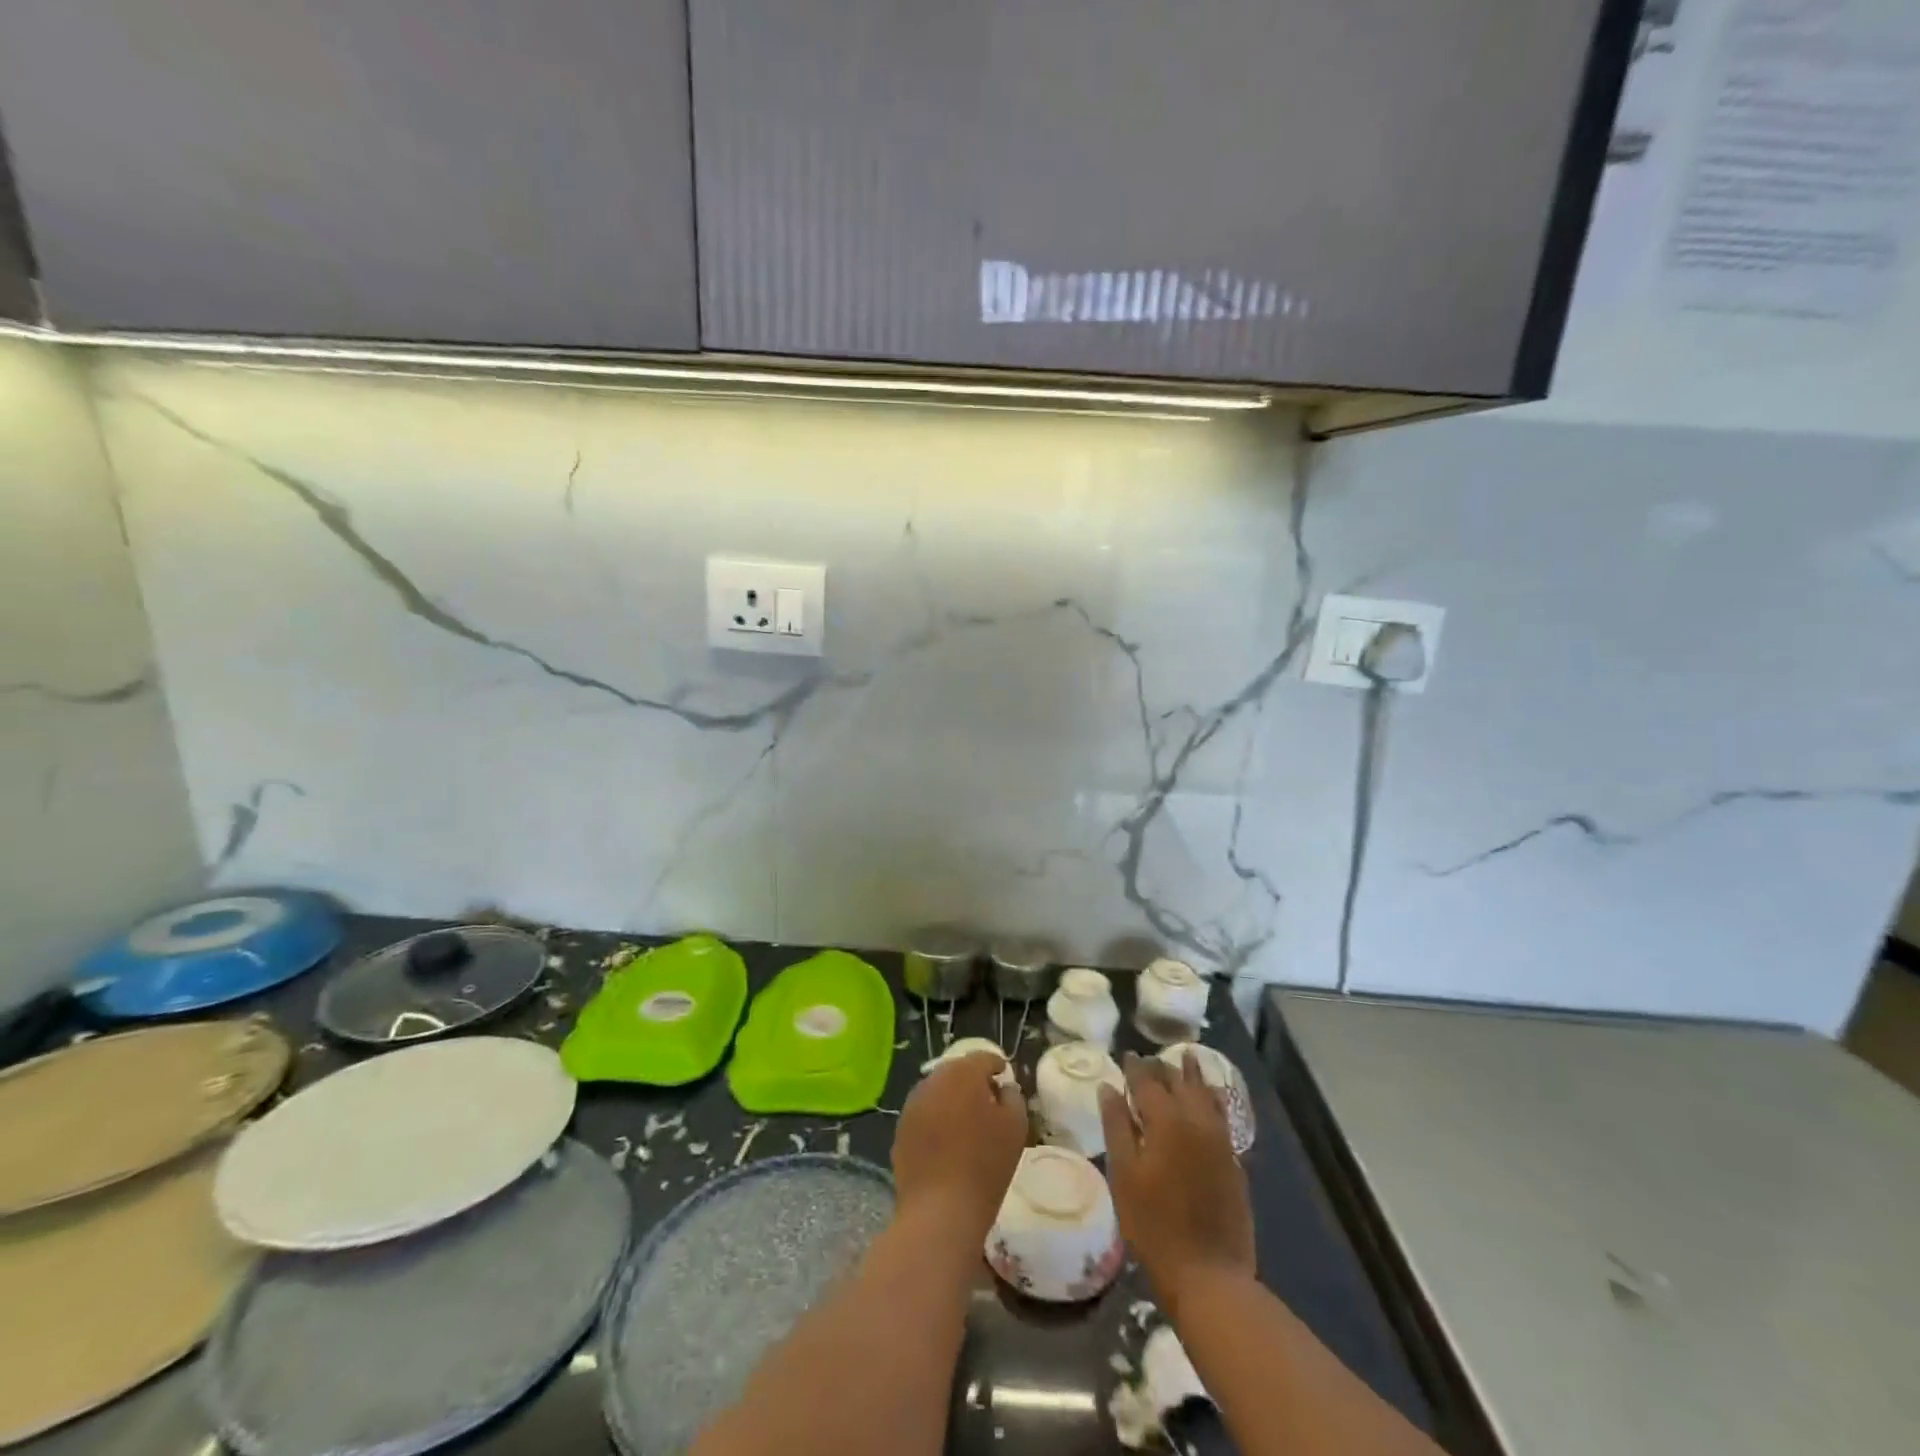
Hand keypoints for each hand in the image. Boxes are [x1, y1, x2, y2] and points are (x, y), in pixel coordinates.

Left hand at [892, 1053, 1027, 1246]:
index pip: (983, 1058)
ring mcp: (913, 1104)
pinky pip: (924, 1112)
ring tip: (967, 1122)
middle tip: (988, 1101)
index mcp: (963, 1074)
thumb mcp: (1015, 1128)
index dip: (996, 1065)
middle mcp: (934, 1080)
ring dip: (952, 1098)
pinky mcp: (901, 1128)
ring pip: (938, 1090)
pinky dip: (937, 1118)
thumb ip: (1013, 1097)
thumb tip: (1004, 1088)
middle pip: (957, 1071)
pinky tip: (947, 1141)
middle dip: (973, 1080)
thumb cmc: (985, 1166)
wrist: (939, 1210)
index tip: (1004, 1078)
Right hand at [1099, 1050, 1254, 1309]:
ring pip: (1206, 1093)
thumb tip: (1109, 1087)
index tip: (1126, 1055)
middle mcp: (1196, 1121)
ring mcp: (1220, 1140)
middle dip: (1163, 1067)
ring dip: (1193, 1075)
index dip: (1135, 1066)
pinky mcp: (1233, 1160)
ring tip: (1186, 1058)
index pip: (1147, 1081)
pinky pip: (1222, 1114)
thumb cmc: (1154, 1226)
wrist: (1209, 1275)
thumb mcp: (1124, 1175)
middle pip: (1179, 1081)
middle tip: (1149, 1059)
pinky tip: (1209, 1096)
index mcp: (1166, 1120)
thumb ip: (1116, 1126)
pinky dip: (1212, 1097)